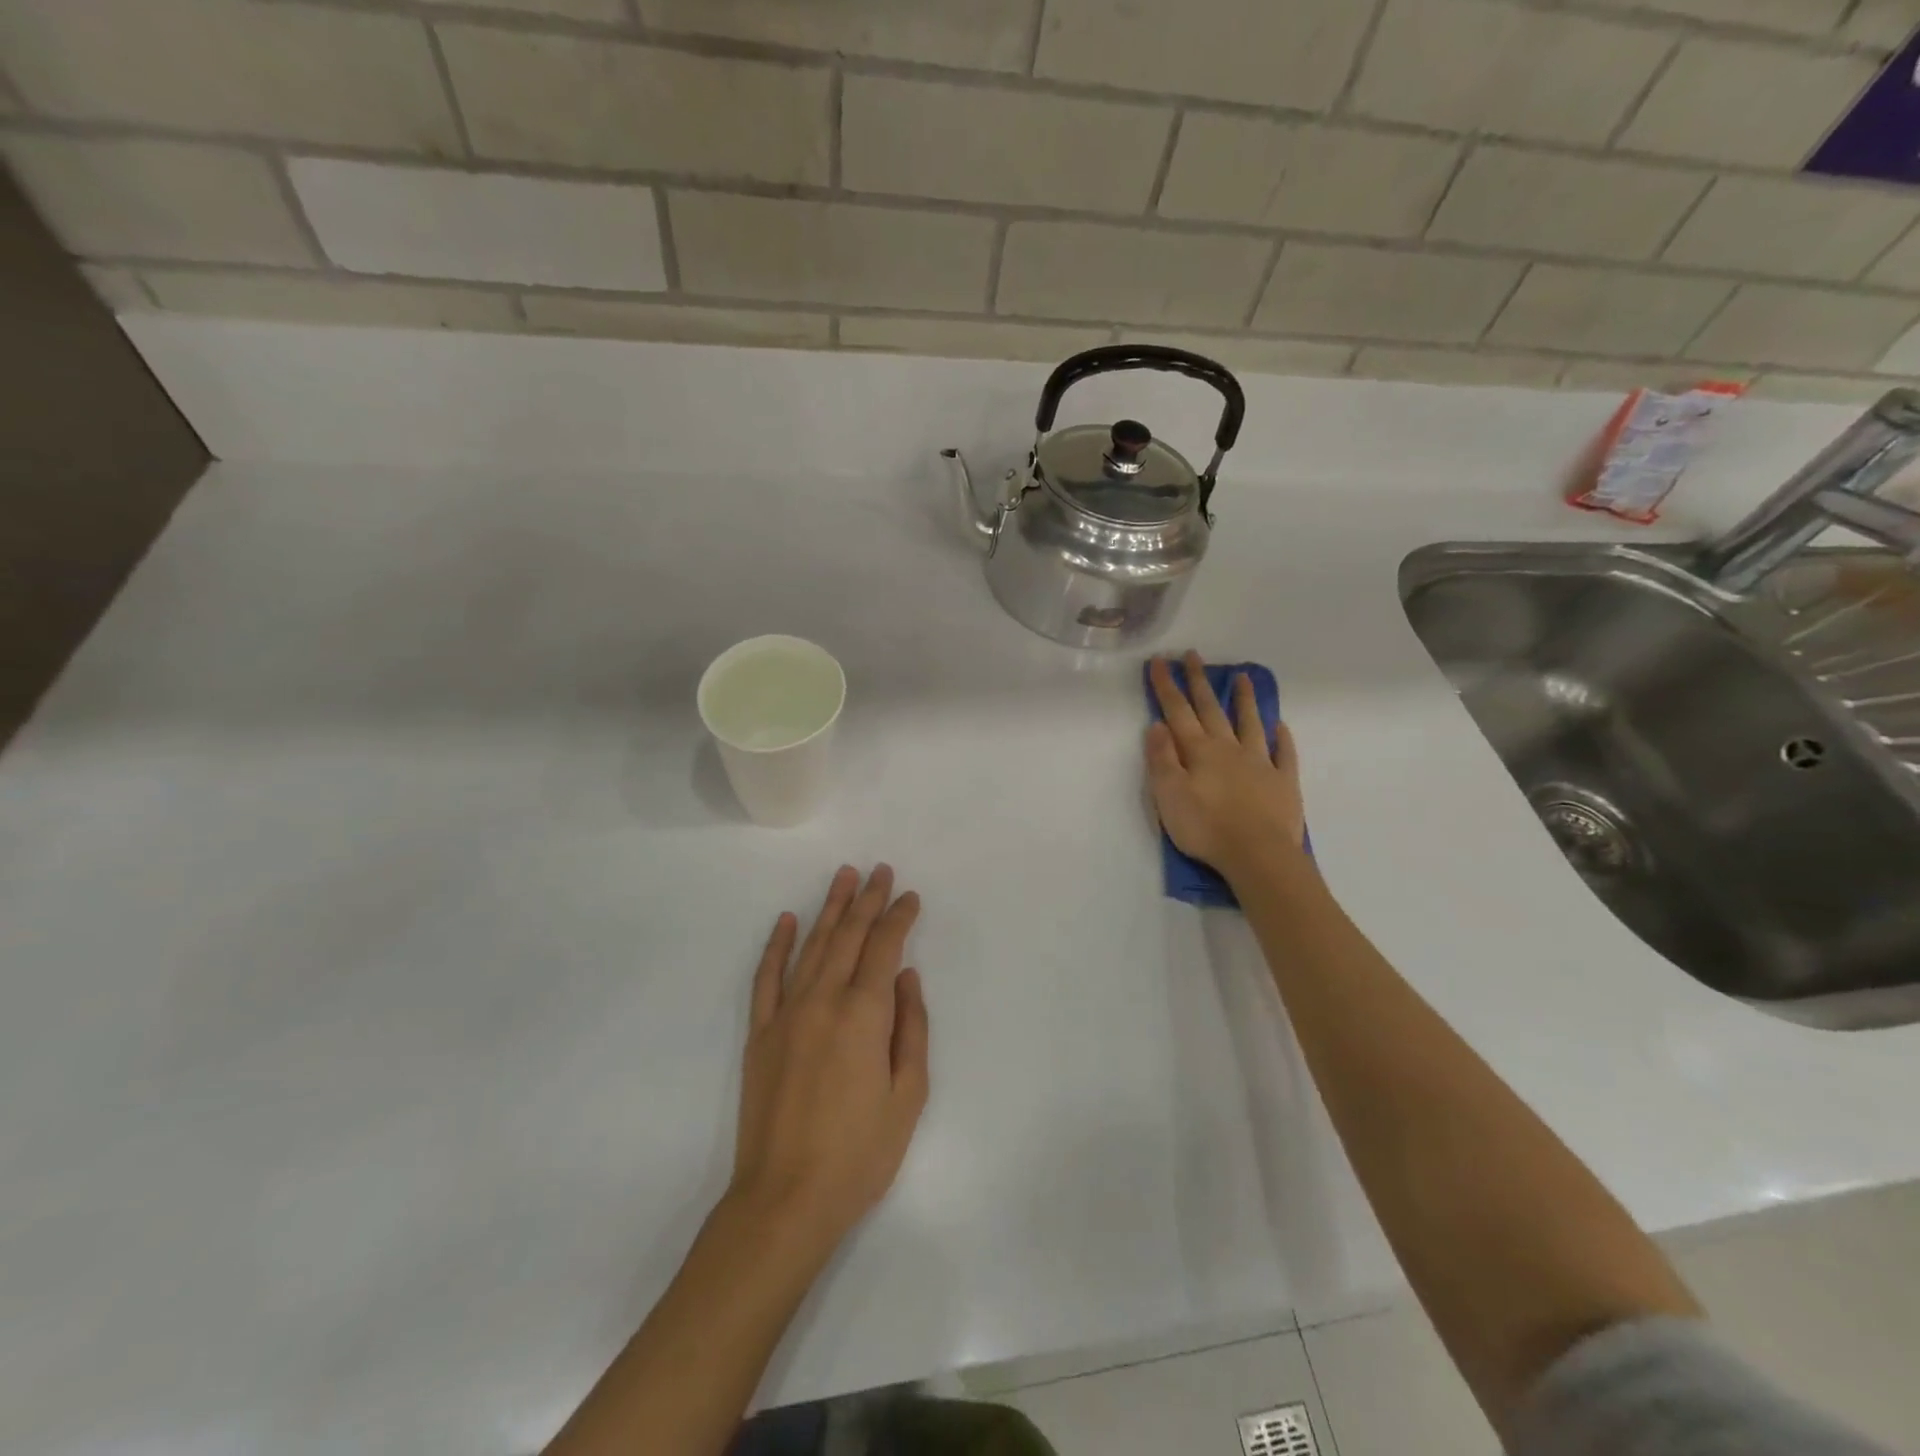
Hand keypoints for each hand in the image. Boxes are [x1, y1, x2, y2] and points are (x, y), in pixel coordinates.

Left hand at [730, 865, 928, 1252]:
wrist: (785, 1200)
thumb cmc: (859, 1153)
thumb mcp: (909, 1095)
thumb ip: (912, 1027)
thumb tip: (907, 976)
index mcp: (864, 1014)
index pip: (885, 947)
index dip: (899, 917)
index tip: (909, 896)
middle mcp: (824, 1000)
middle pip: (849, 936)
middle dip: (867, 899)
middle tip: (879, 870)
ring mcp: (786, 1014)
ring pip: (812, 946)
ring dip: (830, 908)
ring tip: (843, 877)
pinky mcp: (760, 1034)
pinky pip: (767, 978)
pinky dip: (777, 945)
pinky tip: (787, 921)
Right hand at [1146, 652, 1306, 880]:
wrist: (1258, 855)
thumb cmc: (1206, 827)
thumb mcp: (1169, 795)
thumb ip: (1162, 758)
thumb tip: (1157, 724)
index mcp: (1199, 752)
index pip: (1178, 712)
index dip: (1167, 686)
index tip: (1160, 661)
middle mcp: (1229, 749)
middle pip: (1211, 710)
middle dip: (1199, 682)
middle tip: (1194, 656)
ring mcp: (1260, 763)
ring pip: (1250, 723)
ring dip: (1244, 699)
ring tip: (1243, 677)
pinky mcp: (1283, 783)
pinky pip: (1283, 753)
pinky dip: (1281, 738)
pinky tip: (1280, 726)